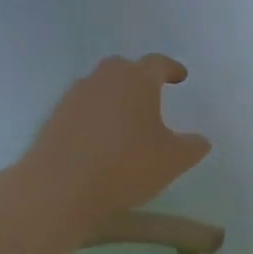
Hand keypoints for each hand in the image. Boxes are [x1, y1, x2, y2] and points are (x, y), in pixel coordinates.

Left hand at [23, 55, 211, 236]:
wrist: (59, 190)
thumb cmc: (126, 166)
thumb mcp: (174, 160)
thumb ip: (192, 146)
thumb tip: (200, 140)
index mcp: (137, 80)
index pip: (157, 63)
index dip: (171, 69)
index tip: (180, 76)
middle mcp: (104, 80)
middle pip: (123, 68)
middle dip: (138, 77)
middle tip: (152, 93)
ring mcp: (74, 98)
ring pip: (99, 87)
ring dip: (114, 96)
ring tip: (127, 119)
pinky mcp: (53, 119)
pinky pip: (82, 108)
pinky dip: (95, 116)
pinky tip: (103, 139)